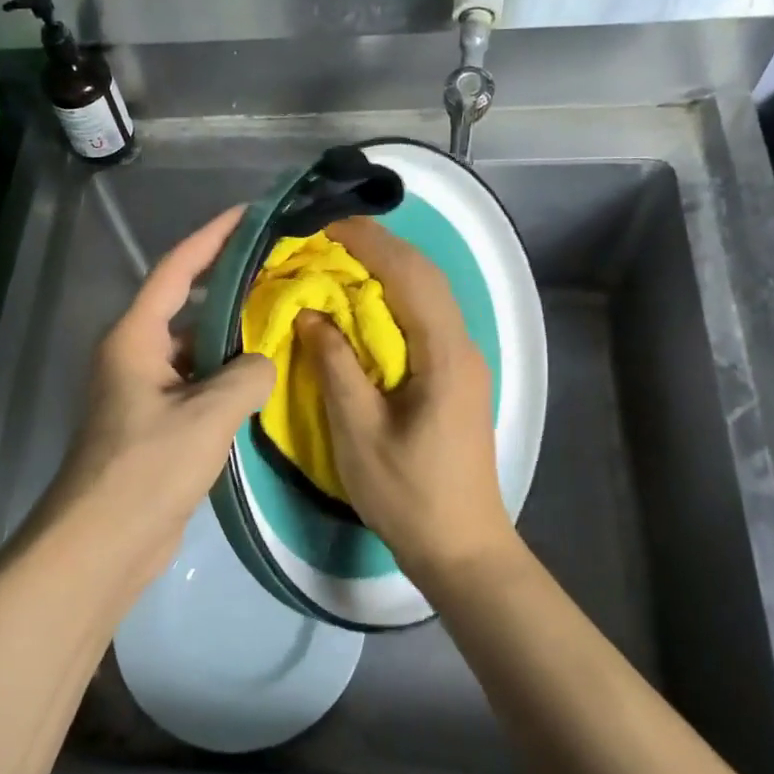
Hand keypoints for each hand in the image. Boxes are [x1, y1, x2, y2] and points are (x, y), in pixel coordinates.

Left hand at [39, 206, 274, 589]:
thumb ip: (247, 375)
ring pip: (195, 349)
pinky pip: (197, 384)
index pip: (176, 269)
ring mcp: (144, 391)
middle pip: (187, 305)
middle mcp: (135, 354)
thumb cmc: (147, 467)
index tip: (249, 213)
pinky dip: (227, 377)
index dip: (212, 237)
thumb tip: (263, 364)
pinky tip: (264, 379)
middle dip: (230, 286)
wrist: (103, 542)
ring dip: (232, 337)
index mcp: (135, 337)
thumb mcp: (207, 415)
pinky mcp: (156, 424)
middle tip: (280, 271)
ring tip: (283, 320)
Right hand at [297, 217, 520, 582]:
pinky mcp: (455, 377)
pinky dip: (393, 300)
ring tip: (339, 261)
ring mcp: (463, 362)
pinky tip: (363, 306)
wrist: (461, 546)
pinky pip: (424, 320)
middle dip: (377, 248)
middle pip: (424, 276)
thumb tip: (310, 313)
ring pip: (427, 296)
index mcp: (444, 355)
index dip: (368, 244)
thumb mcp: (360, 432)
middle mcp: (462, 347)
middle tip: (325, 238)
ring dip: (386, 270)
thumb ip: (335, 365)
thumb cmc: (408, 494)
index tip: (323, 226)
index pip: (409, 276)